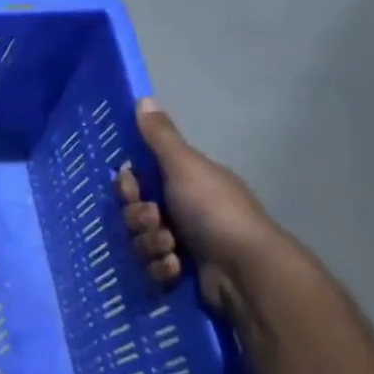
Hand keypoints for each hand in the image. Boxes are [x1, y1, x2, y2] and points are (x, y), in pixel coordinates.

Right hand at [114, 98, 284, 312]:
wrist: (245, 271)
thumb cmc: (215, 211)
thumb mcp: (185, 166)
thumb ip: (160, 137)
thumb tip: (144, 98)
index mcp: (185, 183)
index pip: (138, 181)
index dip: (128, 187)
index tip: (133, 189)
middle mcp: (183, 211)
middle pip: (134, 213)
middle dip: (138, 219)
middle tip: (155, 220)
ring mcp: (183, 245)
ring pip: (140, 242)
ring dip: (149, 244)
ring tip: (171, 249)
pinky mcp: (181, 276)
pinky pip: (152, 269)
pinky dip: (160, 269)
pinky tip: (176, 268)